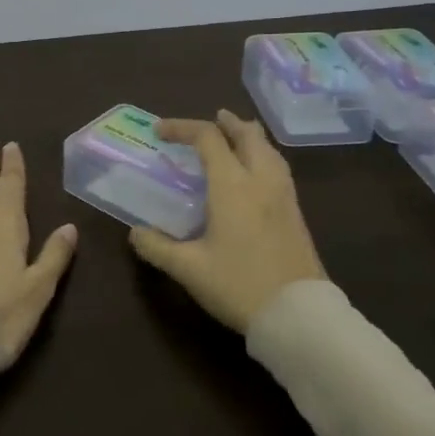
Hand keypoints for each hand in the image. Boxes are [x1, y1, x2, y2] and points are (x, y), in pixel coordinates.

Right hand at [129, 109, 328, 332]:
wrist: (299, 315)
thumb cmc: (239, 285)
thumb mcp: (188, 269)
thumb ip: (157, 247)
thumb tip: (135, 232)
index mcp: (232, 185)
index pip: (207, 139)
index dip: (182, 128)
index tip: (159, 131)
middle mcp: (261, 181)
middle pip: (248, 135)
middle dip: (226, 123)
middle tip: (212, 120)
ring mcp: (284, 196)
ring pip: (269, 150)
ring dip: (250, 137)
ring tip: (237, 137)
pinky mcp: (296, 214)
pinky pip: (279, 169)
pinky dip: (264, 156)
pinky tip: (257, 174)